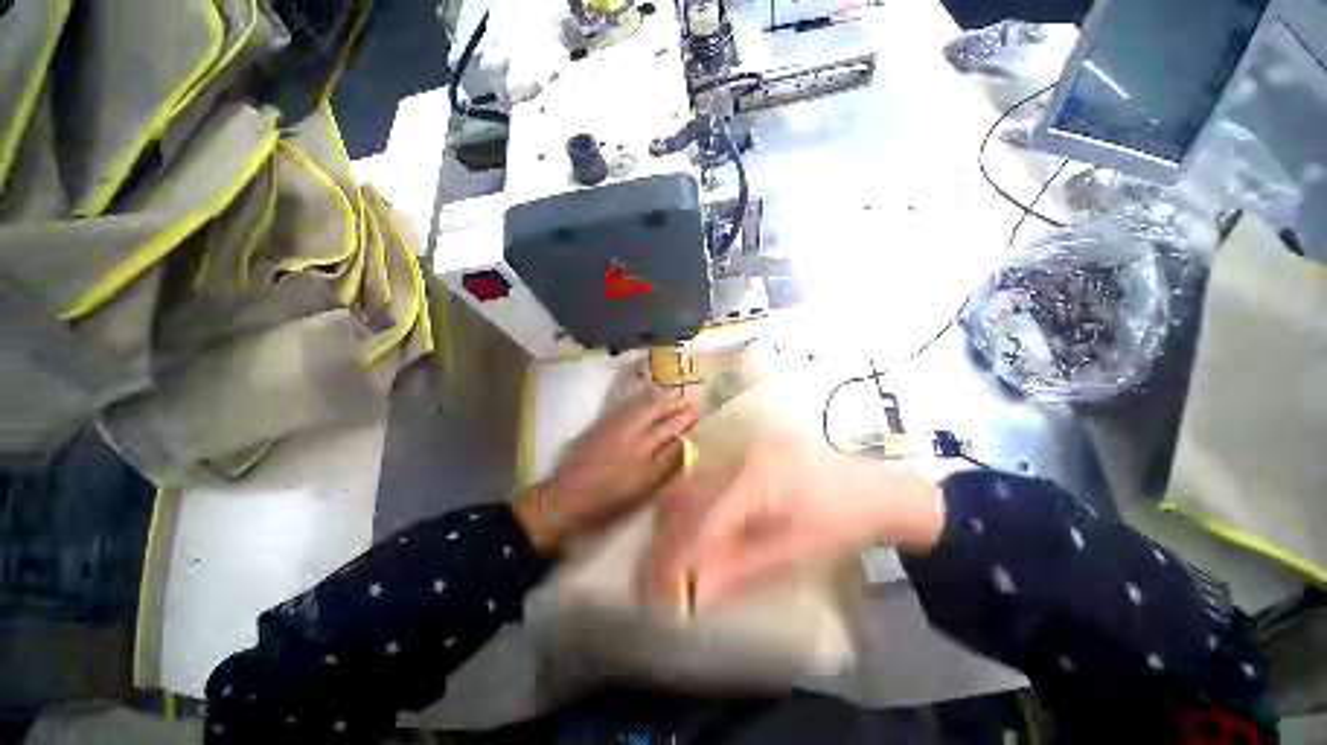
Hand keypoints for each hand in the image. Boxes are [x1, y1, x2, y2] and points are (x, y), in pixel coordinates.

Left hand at [514, 391, 698, 554]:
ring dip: (662, 397)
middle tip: (692, 400)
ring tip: (675, 395)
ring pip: (644, 403)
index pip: (672, 429)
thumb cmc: (609, 500)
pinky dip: (642, 397)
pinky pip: (627, 403)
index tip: (699, 414)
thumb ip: (667, 464)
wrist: (566, 497)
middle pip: (659, 410)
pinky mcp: (602, 422)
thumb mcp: (644, 489)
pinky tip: (648, 396)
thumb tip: (686, 442)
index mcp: (644, 450)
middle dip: (677, 404)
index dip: (687, 420)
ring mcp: (616, 423)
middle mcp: (632, 431)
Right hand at [645, 441, 944, 606]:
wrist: (874, 490)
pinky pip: (714, 481)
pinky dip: (702, 508)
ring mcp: (745, 453)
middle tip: (664, 571)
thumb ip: (741, 570)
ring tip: (678, 554)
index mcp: (753, 478)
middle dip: (672, 536)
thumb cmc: (839, 523)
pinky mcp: (751, 457)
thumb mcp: (793, 553)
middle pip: (691, 497)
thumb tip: (697, 593)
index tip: (664, 588)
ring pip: (698, 486)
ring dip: (683, 521)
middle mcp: (741, 458)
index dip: (681, 555)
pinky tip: (704, 530)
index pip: (704, 519)